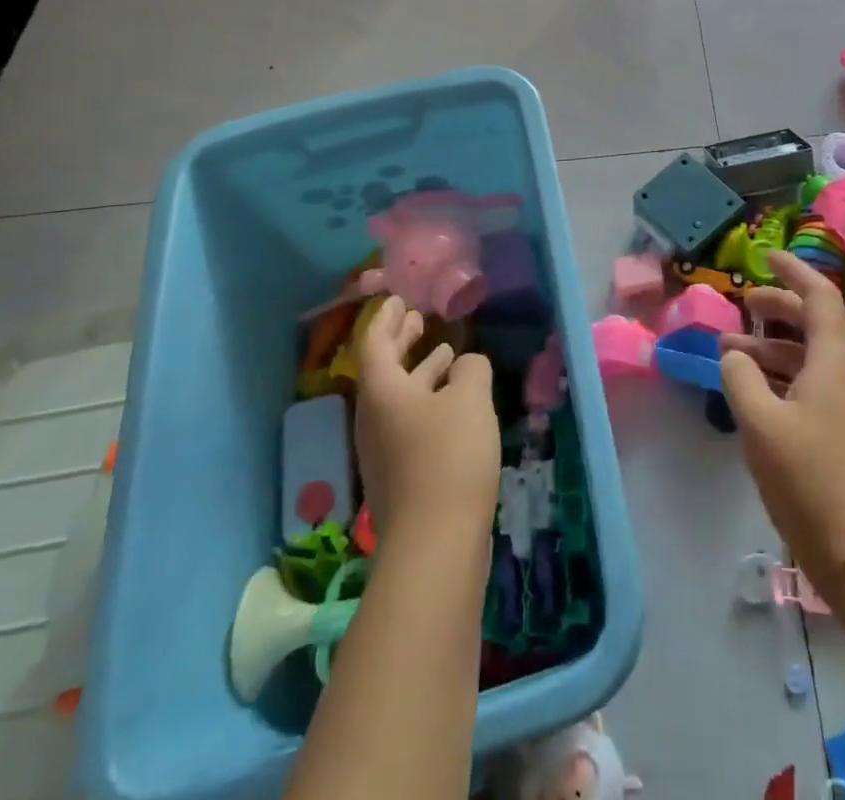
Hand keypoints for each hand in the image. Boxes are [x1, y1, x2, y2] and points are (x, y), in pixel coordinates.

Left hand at [354, 297, 499, 547]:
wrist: (434, 545)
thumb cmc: (448, 456)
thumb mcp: (469, 399)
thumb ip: (470, 370)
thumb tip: (466, 365)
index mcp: (382, 391)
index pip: (375, 342)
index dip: (388, 317)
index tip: (400, 299)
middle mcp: (375, 417)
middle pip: (384, 369)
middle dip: (402, 341)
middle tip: (419, 319)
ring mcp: (385, 450)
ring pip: (399, 396)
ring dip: (420, 371)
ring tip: (445, 353)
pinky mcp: (401, 475)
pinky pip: (410, 421)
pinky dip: (429, 400)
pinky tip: (455, 404)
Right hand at [720, 252, 844, 589]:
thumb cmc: (810, 478)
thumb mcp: (761, 423)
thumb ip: (741, 378)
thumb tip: (734, 356)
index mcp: (833, 361)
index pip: (819, 297)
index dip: (794, 272)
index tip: (766, 258)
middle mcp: (844, 375)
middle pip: (813, 324)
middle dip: (777, 309)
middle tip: (743, 305)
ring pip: (807, 358)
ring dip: (771, 348)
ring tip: (730, 354)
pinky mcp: (840, 433)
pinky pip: (808, 385)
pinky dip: (778, 377)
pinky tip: (751, 392)